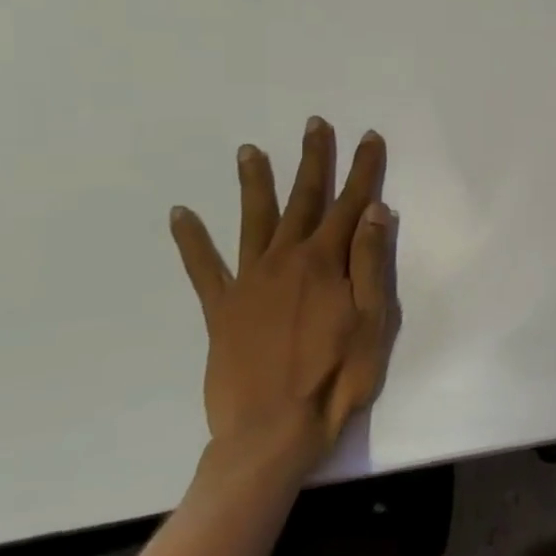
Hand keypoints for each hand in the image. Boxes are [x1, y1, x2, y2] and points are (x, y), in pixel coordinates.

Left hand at [169, 117, 399, 478]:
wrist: (272, 430)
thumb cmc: (337, 376)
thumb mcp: (372, 320)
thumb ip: (370, 263)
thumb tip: (374, 211)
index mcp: (326, 263)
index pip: (351, 204)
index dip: (362, 169)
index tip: (368, 138)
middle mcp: (286, 260)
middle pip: (303, 200)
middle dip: (312, 161)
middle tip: (314, 125)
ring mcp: (248, 282)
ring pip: (253, 221)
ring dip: (254, 184)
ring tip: (249, 151)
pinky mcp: (221, 308)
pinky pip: (203, 267)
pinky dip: (191, 240)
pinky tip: (181, 214)